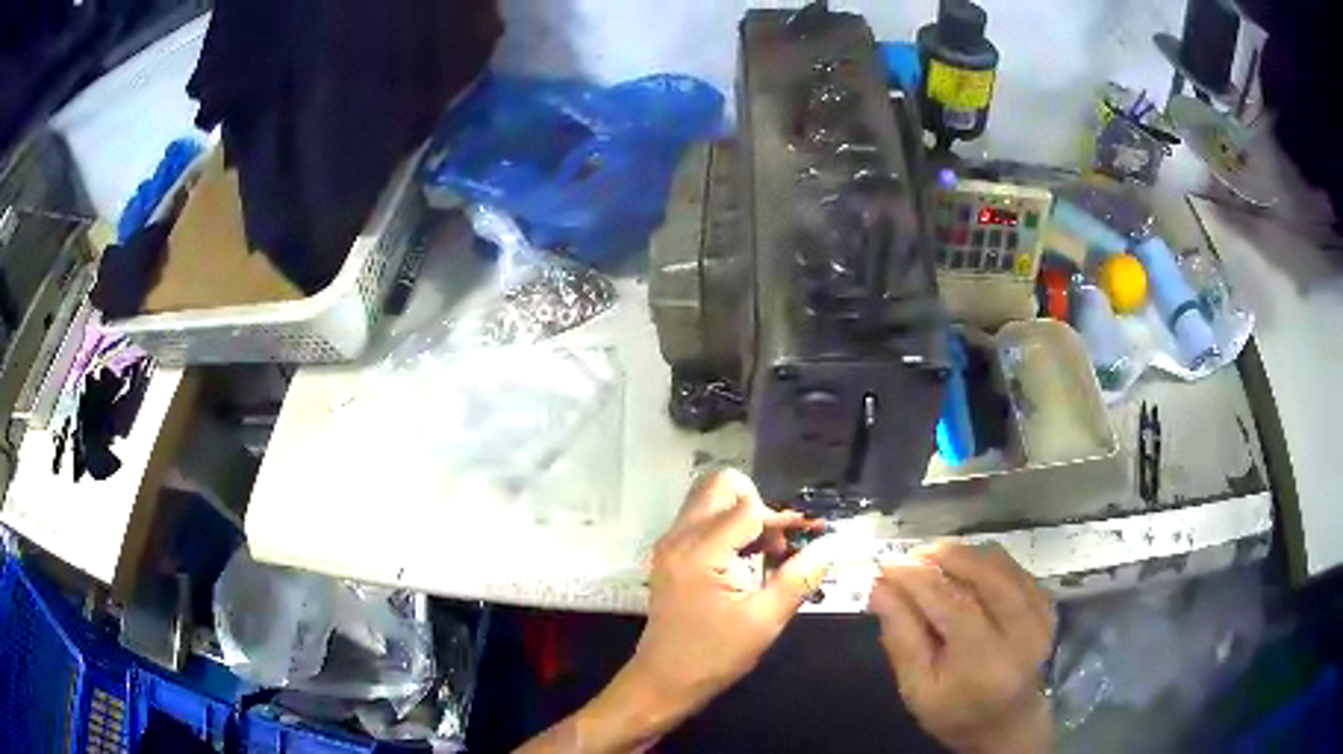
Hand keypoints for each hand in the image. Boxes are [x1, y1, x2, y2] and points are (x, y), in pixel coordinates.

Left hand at [629, 468, 830, 718]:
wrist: (663, 681)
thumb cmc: (715, 656)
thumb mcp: (765, 620)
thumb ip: (799, 577)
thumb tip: (832, 545)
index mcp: (701, 551)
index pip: (748, 506)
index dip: (780, 519)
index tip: (799, 544)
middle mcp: (679, 537)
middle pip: (720, 485)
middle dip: (757, 504)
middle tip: (776, 543)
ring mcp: (670, 544)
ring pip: (710, 500)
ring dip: (742, 515)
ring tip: (766, 555)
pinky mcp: (669, 555)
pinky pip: (701, 520)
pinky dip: (727, 528)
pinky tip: (746, 562)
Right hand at [869, 542, 1056, 753]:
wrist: (1007, 723)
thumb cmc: (955, 711)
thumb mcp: (917, 688)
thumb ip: (901, 639)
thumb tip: (881, 589)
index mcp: (986, 662)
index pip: (953, 606)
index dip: (919, 580)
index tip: (887, 567)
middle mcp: (1022, 632)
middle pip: (987, 575)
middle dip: (947, 557)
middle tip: (913, 555)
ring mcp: (1040, 615)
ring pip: (1002, 565)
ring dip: (966, 555)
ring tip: (933, 558)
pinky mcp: (1047, 604)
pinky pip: (1015, 568)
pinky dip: (986, 560)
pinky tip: (964, 568)